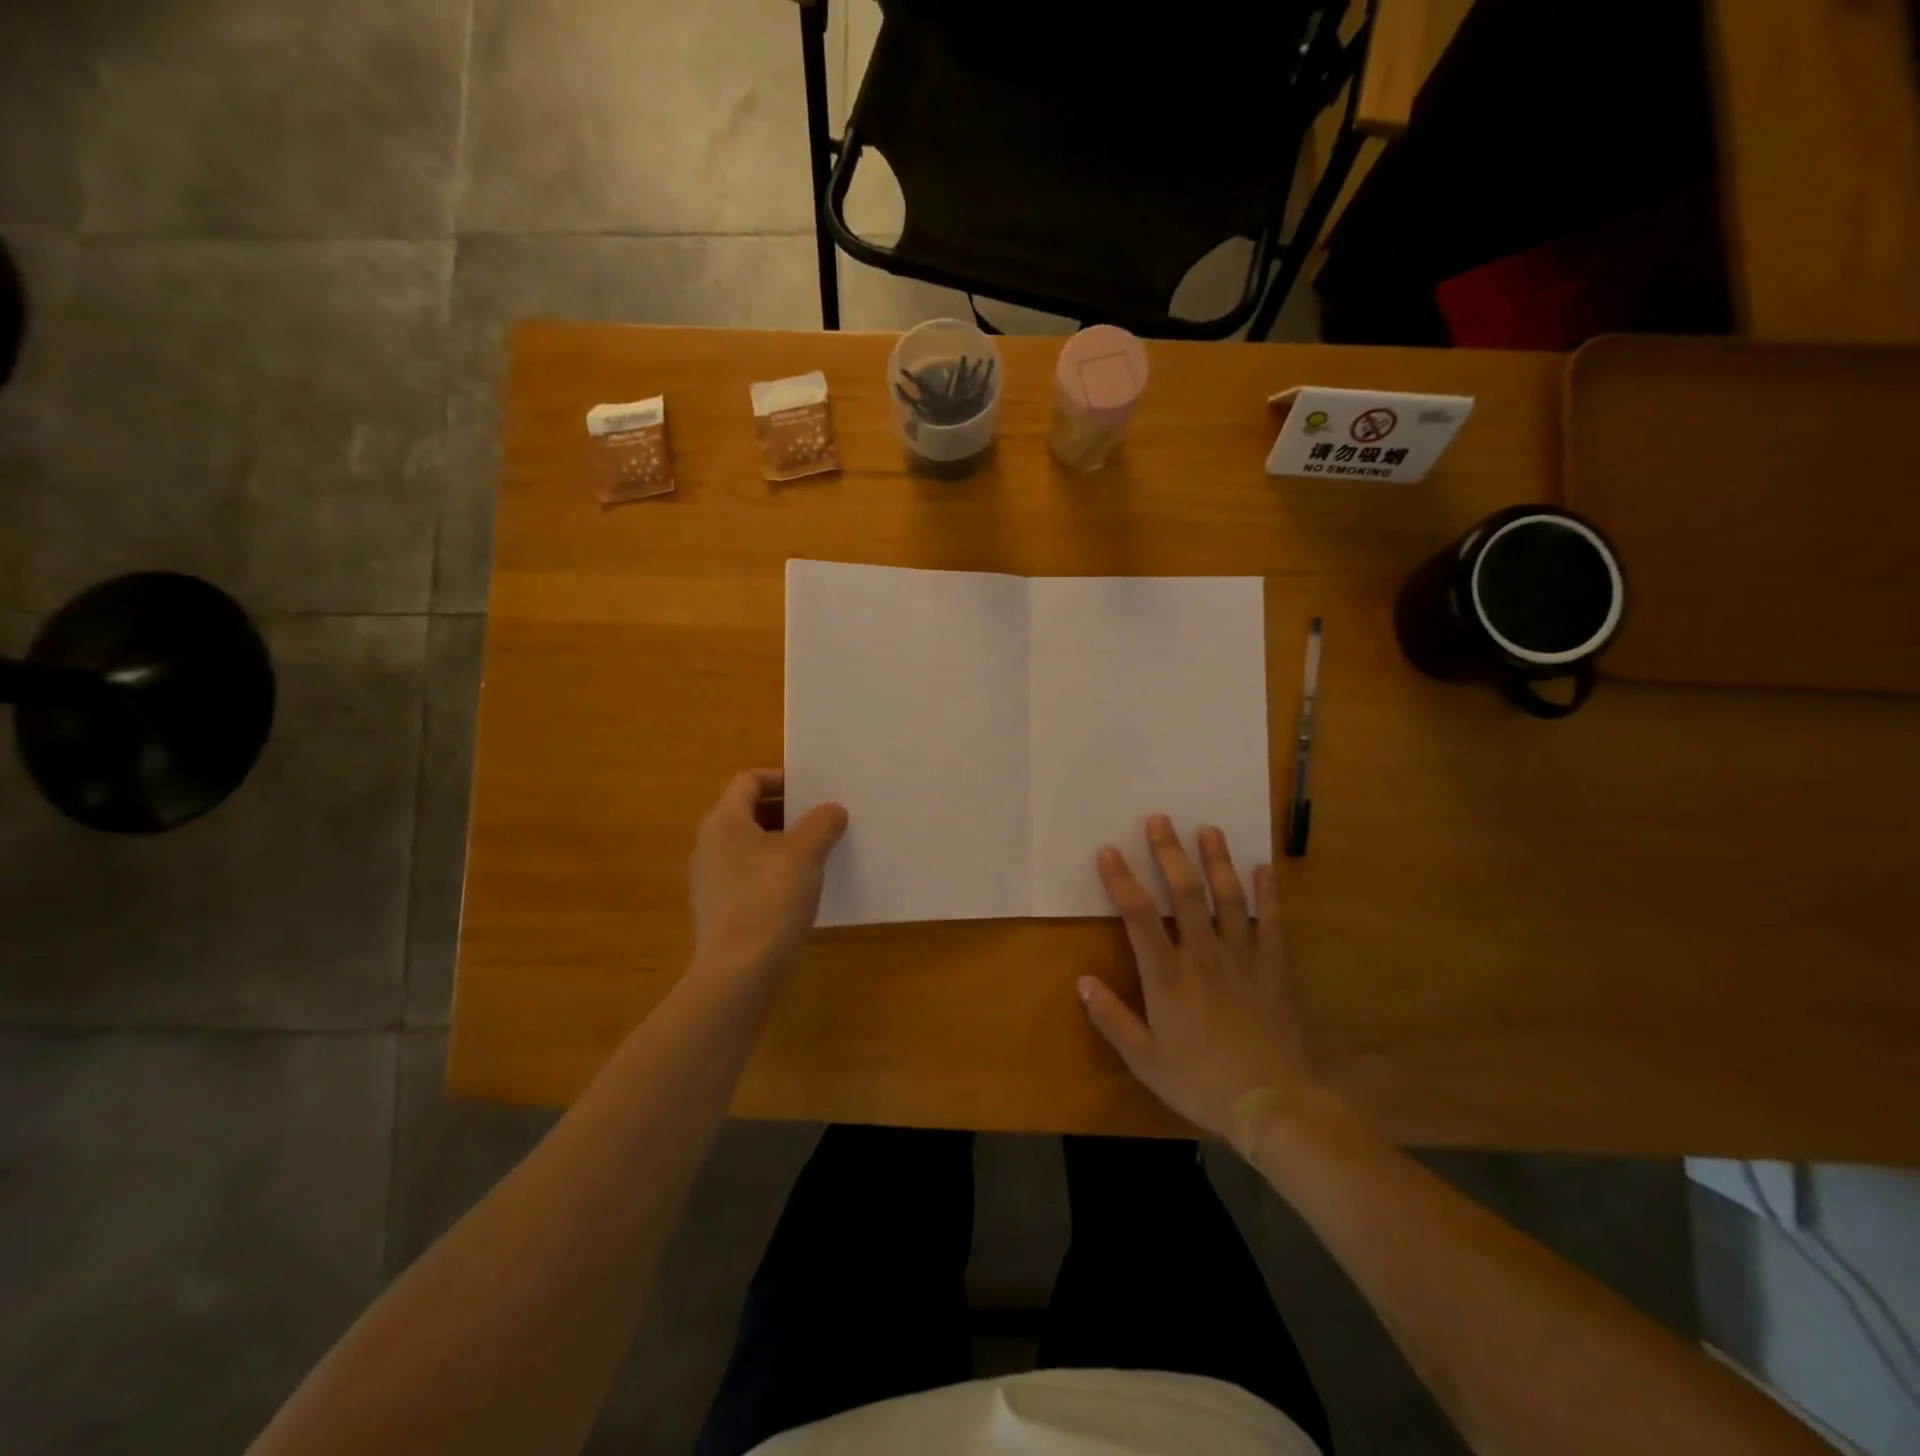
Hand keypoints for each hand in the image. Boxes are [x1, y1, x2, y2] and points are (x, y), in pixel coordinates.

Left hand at [689, 769, 847, 981]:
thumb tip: (832, 810)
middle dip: (786, 811)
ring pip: (749, 844)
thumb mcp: (805, 854)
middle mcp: (709, 843)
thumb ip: (822, 822)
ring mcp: (710, 878)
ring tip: (817, 852)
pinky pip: (747, 873)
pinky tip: (798, 888)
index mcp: (724, 821)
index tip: (812, 789)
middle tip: (821, 818)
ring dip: (781, 841)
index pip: (748, 781)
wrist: (738, 971)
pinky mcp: (717, 907)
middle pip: (748, 811)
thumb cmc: (770, 899)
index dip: (780, 778)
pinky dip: (772, 869)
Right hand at [1079, 815, 1329, 1156]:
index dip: (1122, 879)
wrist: (1273, 1105)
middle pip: (1185, 892)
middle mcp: (1203, 954)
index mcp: (1167, 975)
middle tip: (1160, 819)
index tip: (1109, 850)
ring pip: (1227, 898)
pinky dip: (1268, 894)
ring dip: (1216, 860)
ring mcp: (1242, 957)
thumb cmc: (1201, 1082)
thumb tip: (1082, 980)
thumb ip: (1112, 1018)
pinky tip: (1265, 868)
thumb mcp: (1145, 1059)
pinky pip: (1271, 923)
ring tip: (1209, 829)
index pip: (1138, 915)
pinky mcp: (1273, 968)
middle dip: (1169, 853)